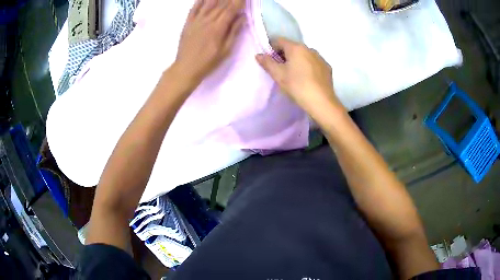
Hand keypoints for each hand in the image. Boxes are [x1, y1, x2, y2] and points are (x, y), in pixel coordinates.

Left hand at [172, 0, 244, 88]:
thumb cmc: (208, 62)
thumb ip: (233, 32)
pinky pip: (193, 9)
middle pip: (221, 4)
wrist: (186, 68)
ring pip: (208, 4)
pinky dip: (199, 1)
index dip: (239, 1)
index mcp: (218, 27)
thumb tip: (242, 17)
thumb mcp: (226, 50)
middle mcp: (207, 20)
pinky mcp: (188, 23)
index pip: (231, 9)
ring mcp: (196, 21)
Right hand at [255, 37, 344, 116]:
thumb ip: (267, 62)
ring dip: (297, 60)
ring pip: (304, 55)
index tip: (269, 60)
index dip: (271, 48)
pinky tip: (307, 79)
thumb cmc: (297, 86)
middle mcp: (309, 48)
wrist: (321, 102)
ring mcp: (320, 58)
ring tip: (294, 75)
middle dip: (284, 55)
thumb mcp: (278, 75)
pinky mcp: (327, 68)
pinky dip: (308, 67)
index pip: (279, 41)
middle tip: (280, 69)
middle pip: (292, 47)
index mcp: (296, 47)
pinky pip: (314, 63)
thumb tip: (259, 54)